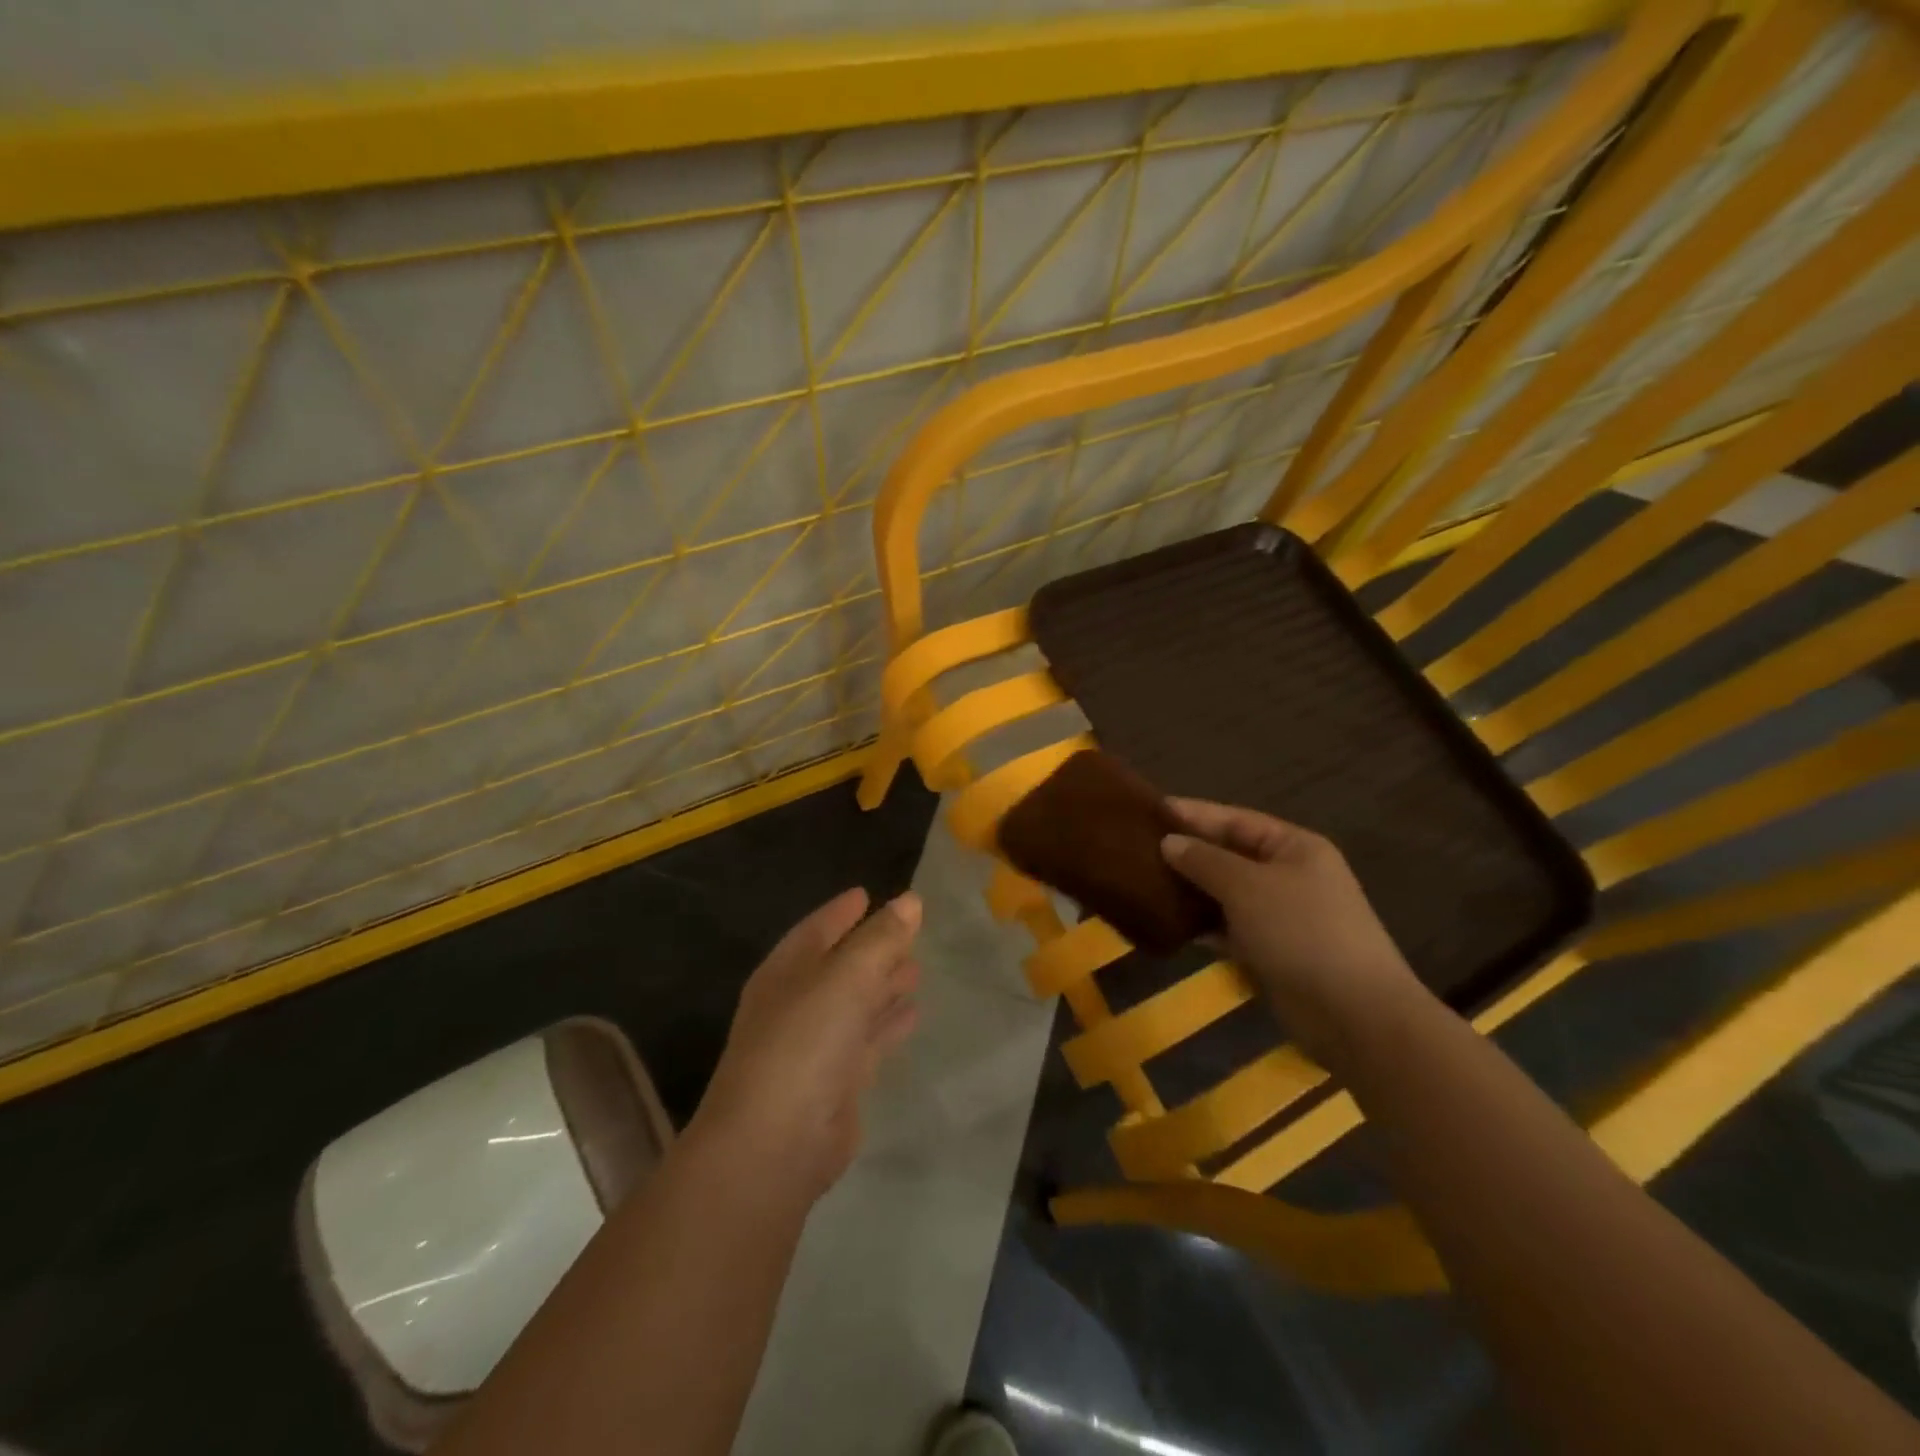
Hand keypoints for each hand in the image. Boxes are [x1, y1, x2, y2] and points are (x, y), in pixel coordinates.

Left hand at [690, 888, 921, 1204]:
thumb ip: (880, 938)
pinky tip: (913, 1013)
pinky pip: (868, 1039)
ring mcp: (815, 1046)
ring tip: (917, 969)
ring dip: (884, 985)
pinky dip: (889, 1023)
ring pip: (856, 1003)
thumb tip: (910, 900)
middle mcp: (797, 1004)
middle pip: (840, 966)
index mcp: (786, 972)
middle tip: (910, 932)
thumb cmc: (804, 1042)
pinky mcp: (836, 1083)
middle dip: (872, 948)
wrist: (774, 1144)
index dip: (841, 911)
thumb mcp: (846, 977)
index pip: (816, 930)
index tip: (867, 893)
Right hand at [1161, 800, 1424, 1069]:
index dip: (1194, 814)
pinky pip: (1231, 928)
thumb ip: (1204, 861)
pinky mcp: (1274, 952)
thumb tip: (1169, 842)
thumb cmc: (1302, 932)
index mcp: (1294, 847)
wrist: (1355, 1015)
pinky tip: (1171, 923)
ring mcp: (1284, 916)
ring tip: (1145, 882)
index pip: (1236, 819)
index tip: (1151, 809)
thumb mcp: (1247, 887)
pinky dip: (1204, 925)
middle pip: (1230, 855)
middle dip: (1189, 852)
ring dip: (1192, 890)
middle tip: (1139, 847)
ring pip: (1228, 893)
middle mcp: (1290, 875)